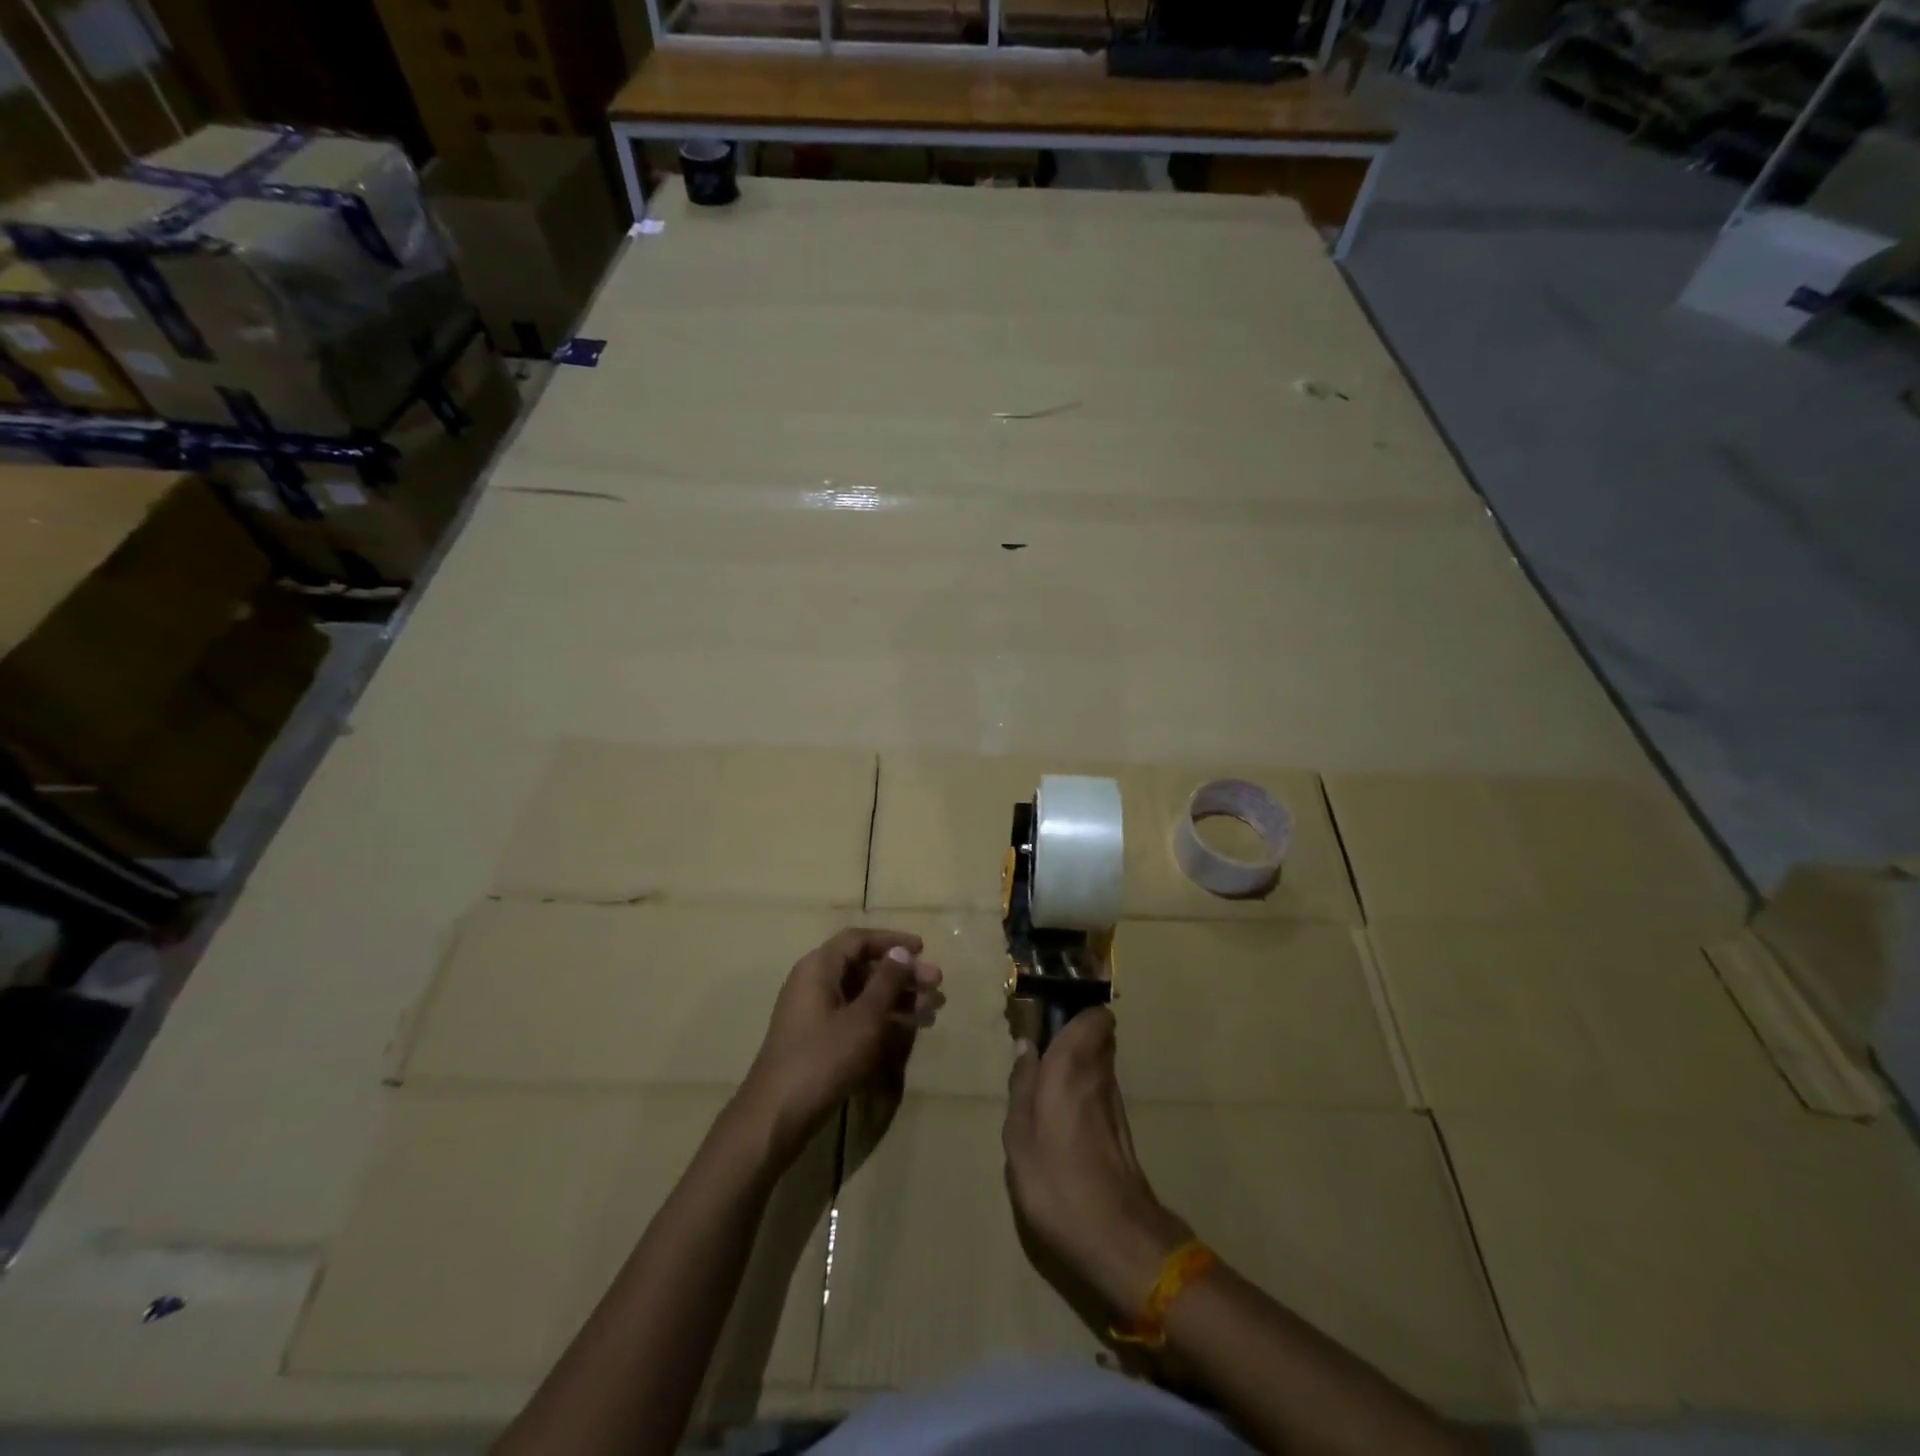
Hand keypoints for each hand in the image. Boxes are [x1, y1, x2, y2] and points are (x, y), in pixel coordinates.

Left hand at [738, 928, 942, 1165]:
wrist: (777, 1116)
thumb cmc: (823, 1058)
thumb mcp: (864, 1018)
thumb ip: (886, 982)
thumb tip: (900, 953)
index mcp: (819, 967)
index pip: (858, 940)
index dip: (892, 941)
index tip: (923, 949)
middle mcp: (813, 982)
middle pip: (863, 966)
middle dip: (902, 973)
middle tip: (936, 983)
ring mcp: (814, 1012)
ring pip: (862, 993)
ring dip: (897, 996)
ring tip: (932, 1006)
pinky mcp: (818, 1039)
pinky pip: (855, 1015)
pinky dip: (882, 1017)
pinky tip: (909, 1026)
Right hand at [1003, 1009, 1192, 1314]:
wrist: (1116, 1238)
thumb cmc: (1056, 1181)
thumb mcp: (1019, 1136)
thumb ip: (1022, 1085)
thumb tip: (1026, 1047)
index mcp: (1072, 1065)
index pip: (1095, 1015)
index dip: (1075, 1011)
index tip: (1049, 1018)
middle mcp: (1100, 1074)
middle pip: (1098, 1035)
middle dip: (1073, 1034)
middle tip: (1040, 1051)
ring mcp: (1115, 1102)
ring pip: (1099, 1062)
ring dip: (1077, 1063)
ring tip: (1045, 1083)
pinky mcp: (1121, 1128)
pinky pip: (1100, 1089)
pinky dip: (1083, 1089)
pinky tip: (1062, 1116)